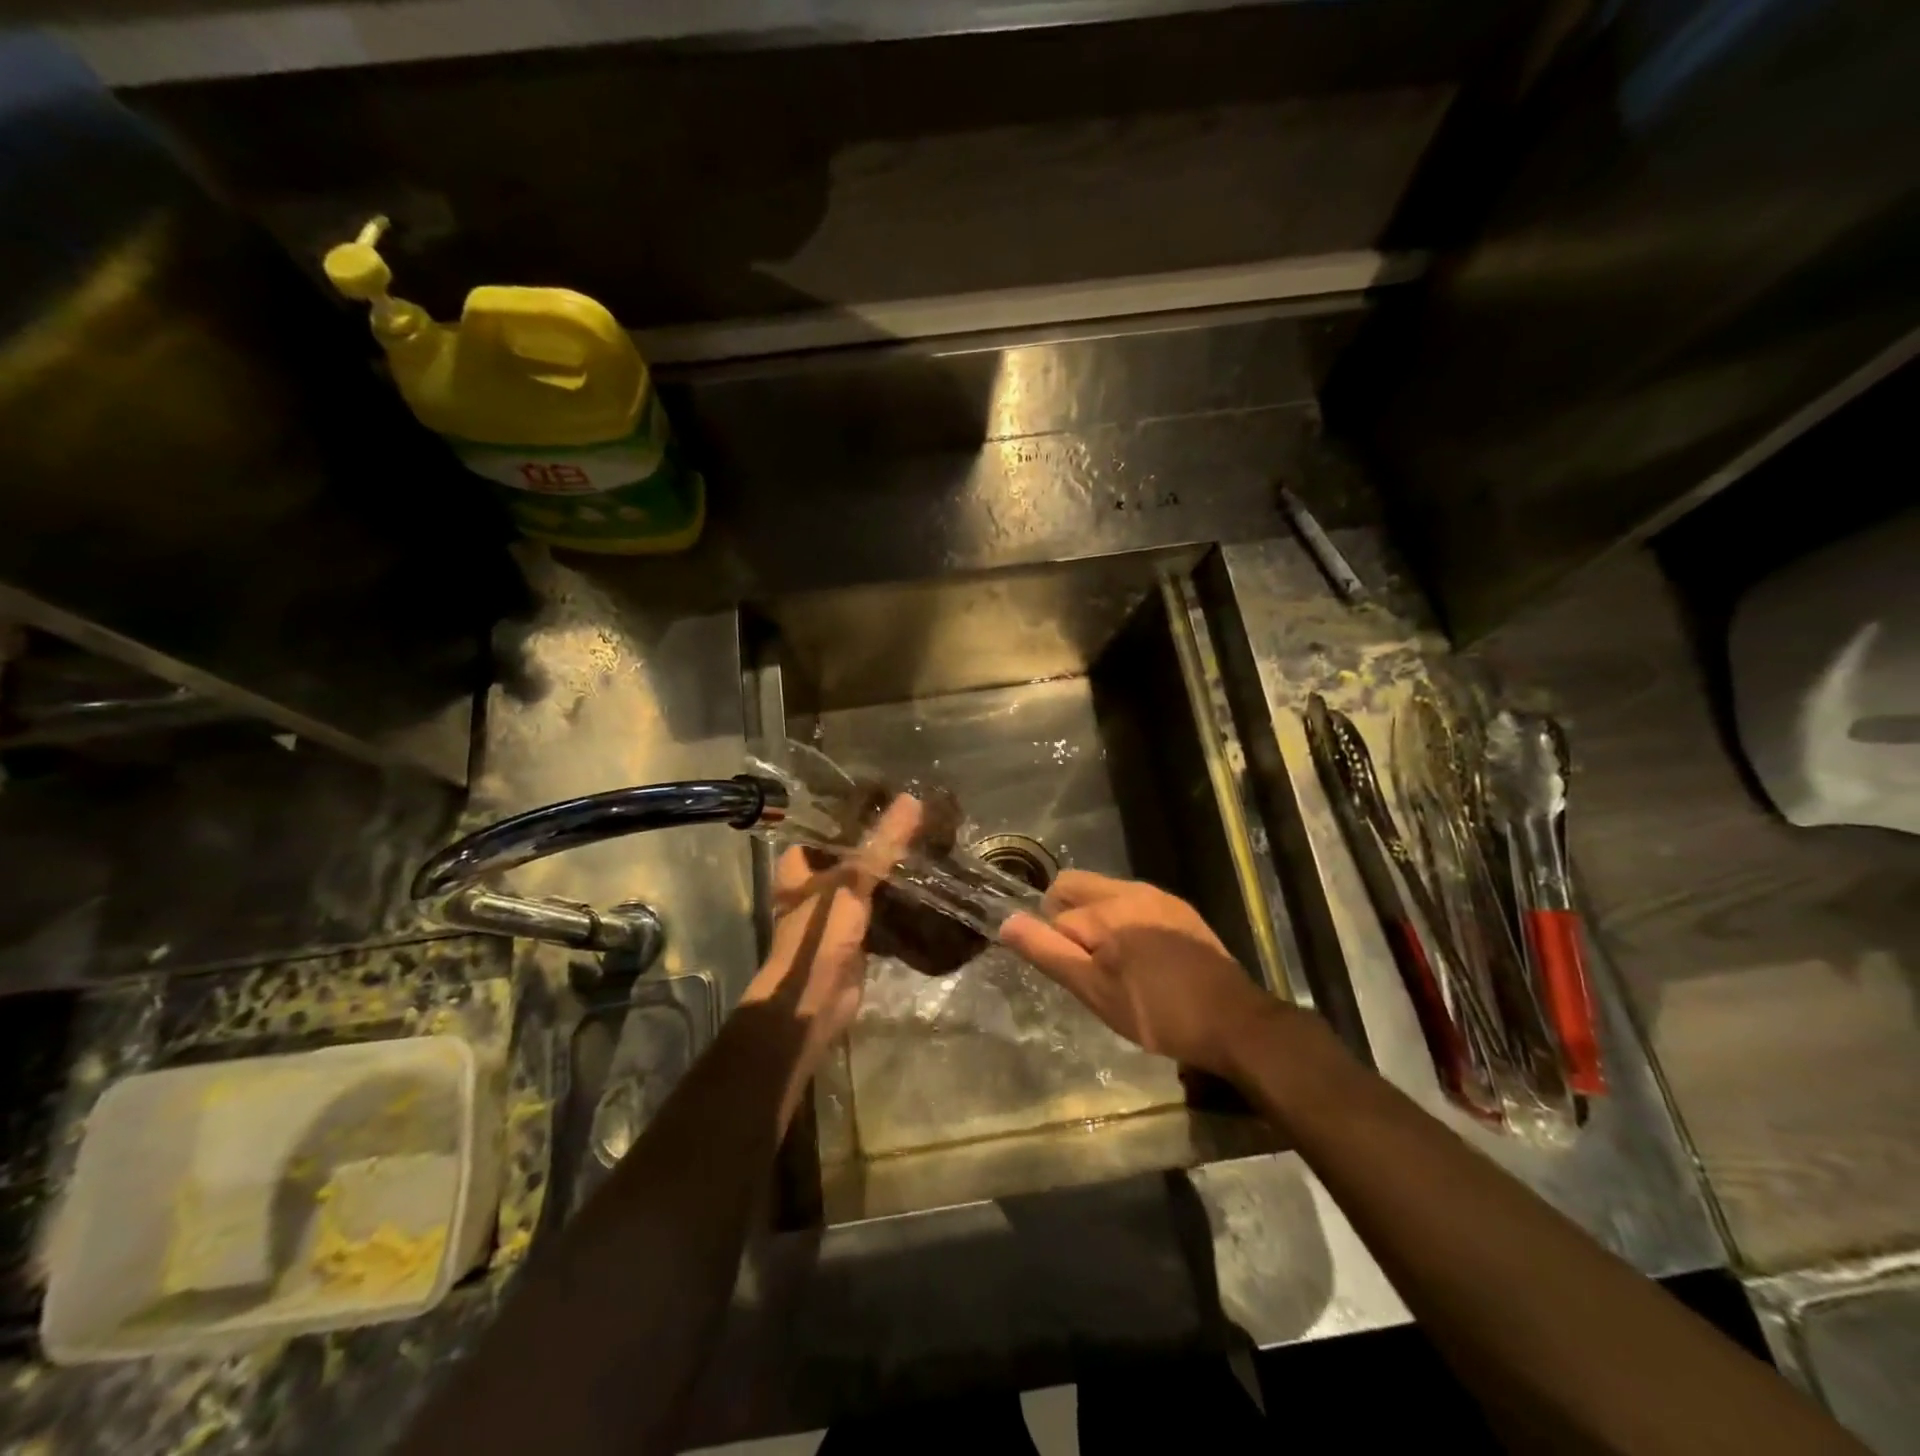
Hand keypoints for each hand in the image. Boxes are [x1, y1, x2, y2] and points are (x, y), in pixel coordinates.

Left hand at [739, 794, 922, 1080]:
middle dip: (883, 841)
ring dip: (893, 870)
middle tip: (921, 820)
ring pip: (869, 880)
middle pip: (854, 853)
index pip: (832, 825)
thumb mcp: (853, 880)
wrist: (815, 999)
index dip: (860, 811)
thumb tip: (912, 800)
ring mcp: (835, 909)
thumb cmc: (821, 932)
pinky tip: (928, 884)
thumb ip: (883, 843)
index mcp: (801, 863)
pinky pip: (881, 906)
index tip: (895, 795)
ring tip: (929, 845)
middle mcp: (815, 882)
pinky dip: (900, 898)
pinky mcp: (856, 932)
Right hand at [1001, 870, 1275, 1077]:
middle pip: (1074, 885)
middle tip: (1084, 964)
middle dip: (1066, 917)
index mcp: (1106, 907)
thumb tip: (1006, 922)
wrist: (1234, 1022)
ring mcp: (1158, 896)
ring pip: (1104, 893)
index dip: (1056, 948)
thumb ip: (1047, 952)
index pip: (1054, 916)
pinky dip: (1123, 922)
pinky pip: (1133, 903)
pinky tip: (1142, 961)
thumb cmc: (1157, 1013)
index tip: (1076, 978)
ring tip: (1113, 966)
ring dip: (1095, 920)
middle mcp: (1130, 889)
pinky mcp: (1179, 910)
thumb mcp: (1094, 991)